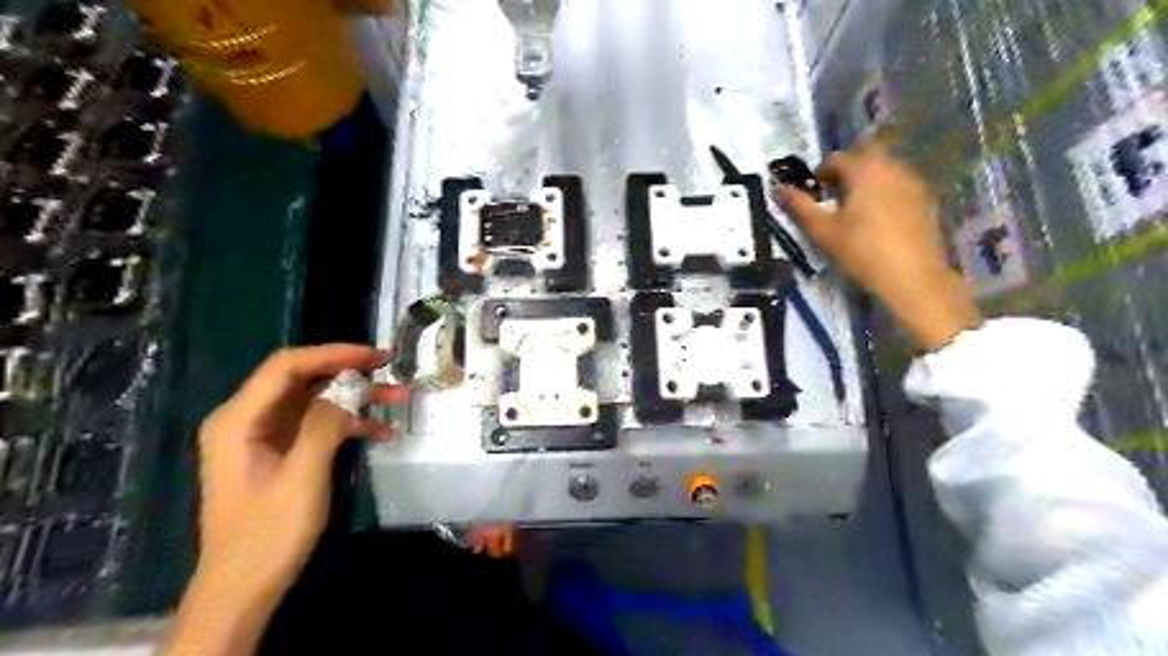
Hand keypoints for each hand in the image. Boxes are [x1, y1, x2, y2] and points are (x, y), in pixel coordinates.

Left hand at [191, 349, 405, 604]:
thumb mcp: (301, 477)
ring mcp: (265, 437)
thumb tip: (347, 393)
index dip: (333, 353)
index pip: (287, 366)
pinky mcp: (281, 454)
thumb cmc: (268, 533)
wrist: (244, 587)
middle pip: (303, 379)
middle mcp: (248, 419)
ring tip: (398, 398)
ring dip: (355, 399)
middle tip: (391, 370)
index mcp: (240, 419)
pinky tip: (382, 432)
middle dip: (349, 372)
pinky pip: (317, 426)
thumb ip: (323, 426)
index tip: (376, 356)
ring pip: (315, 401)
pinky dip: (349, 424)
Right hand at [778, 140, 977, 350]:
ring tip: (855, 208)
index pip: (837, 158)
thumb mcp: (822, 231)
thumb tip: (780, 189)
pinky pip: (899, 186)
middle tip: (834, 195)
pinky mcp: (927, 200)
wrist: (911, 277)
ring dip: (867, 181)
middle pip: (865, 157)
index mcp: (864, 170)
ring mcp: (913, 182)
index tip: (814, 192)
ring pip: (885, 170)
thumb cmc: (861, 251)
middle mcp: (891, 167)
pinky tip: (878, 219)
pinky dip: (885, 193)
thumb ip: (800, 206)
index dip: (821, 172)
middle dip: (847, 171)